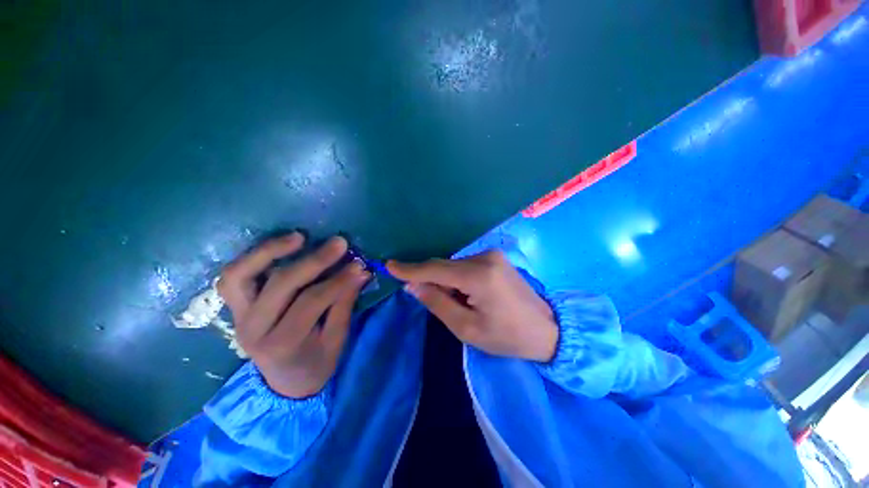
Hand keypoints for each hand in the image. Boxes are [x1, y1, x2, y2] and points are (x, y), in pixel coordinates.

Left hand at [218, 234, 369, 397]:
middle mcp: (253, 329)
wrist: (285, 383)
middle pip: (281, 285)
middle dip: (314, 261)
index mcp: (282, 344)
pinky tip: (280, 246)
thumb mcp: (337, 339)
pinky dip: (254, 257)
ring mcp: (239, 316)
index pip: (311, 302)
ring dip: (269, 251)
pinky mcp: (236, 307)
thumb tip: (360, 271)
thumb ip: (345, 303)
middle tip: (340, 243)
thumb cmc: (316, 363)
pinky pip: (235, 276)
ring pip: (239, 275)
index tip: (359, 265)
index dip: (338, 280)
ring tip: (299, 237)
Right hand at [387, 251, 557, 361]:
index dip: (410, 269)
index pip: (435, 269)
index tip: (389, 266)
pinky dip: (459, 279)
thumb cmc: (506, 336)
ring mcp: (492, 254)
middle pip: (444, 266)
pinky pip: (465, 265)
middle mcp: (484, 257)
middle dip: (434, 282)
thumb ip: (437, 303)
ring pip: (454, 266)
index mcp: (478, 276)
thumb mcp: (467, 328)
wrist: (547, 329)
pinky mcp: (495, 257)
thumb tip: (412, 285)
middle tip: (436, 302)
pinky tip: (469, 295)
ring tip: (461, 304)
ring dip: (448, 282)